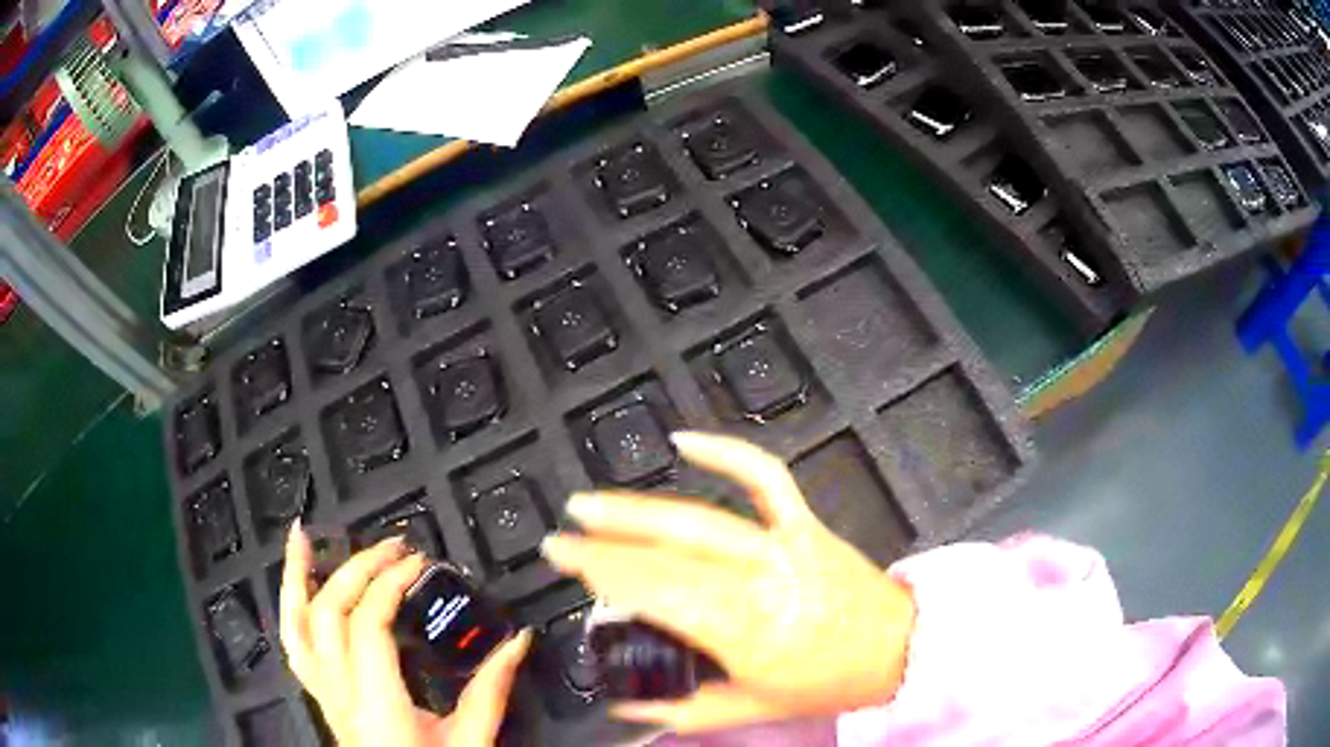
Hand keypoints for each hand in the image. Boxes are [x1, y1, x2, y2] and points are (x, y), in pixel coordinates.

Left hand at [280, 525, 530, 746]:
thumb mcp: (472, 740)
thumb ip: (492, 690)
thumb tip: (518, 641)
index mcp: (378, 704)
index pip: (368, 625)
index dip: (388, 583)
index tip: (417, 562)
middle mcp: (340, 694)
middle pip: (331, 614)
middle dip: (360, 569)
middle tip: (395, 548)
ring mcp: (324, 694)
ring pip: (296, 626)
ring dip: (297, 578)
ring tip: (303, 537)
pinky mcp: (322, 696)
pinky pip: (294, 645)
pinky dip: (290, 608)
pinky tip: (294, 584)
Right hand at [542, 432, 915, 733]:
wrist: (895, 646)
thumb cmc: (825, 682)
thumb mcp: (749, 709)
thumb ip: (680, 709)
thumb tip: (623, 702)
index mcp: (744, 631)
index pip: (656, 593)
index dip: (603, 572)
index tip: (564, 560)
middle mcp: (759, 580)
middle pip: (667, 555)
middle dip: (605, 544)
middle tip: (562, 535)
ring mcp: (783, 543)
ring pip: (699, 518)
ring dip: (639, 508)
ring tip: (592, 504)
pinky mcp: (803, 522)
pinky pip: (765, 478)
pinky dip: (727, 453)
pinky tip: (687, 440)